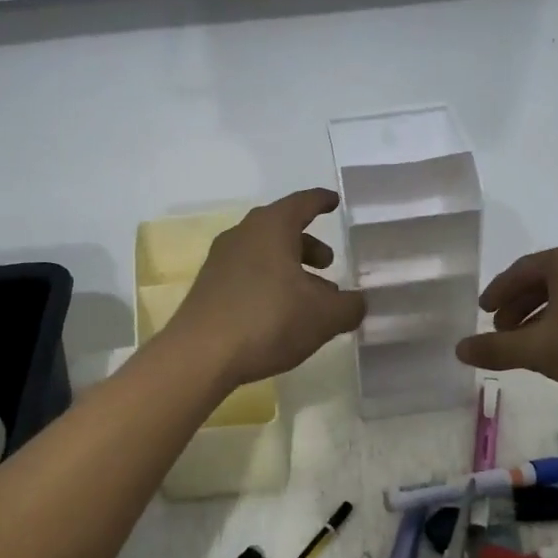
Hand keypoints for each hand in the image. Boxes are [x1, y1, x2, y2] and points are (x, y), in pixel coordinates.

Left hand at [166, 189, 366, 388]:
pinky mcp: (209, 287)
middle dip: (308, 244)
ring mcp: (220, 261)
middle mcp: (243, 235)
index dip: (321, 201)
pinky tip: (281, 313)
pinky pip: (247, 274)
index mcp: (272, 227)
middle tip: (328, 263)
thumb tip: (357, 303)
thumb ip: (349, 306)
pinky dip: (269, 283)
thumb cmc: (269, 320)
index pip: (302, 203)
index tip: (334, 202)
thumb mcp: (324, 316)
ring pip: (264, 254)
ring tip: (310, 296)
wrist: (200, 355)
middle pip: (281, 229)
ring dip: (290, 268)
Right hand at [456, 244, 557, 415]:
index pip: (521, 270)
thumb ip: (495, 348)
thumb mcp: (538, 349)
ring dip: (539, 316)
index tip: (482, 311)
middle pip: (543, 280)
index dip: (498, 291)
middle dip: (518, 305)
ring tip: (526, 343)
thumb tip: (459, 348)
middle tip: (500, 330)